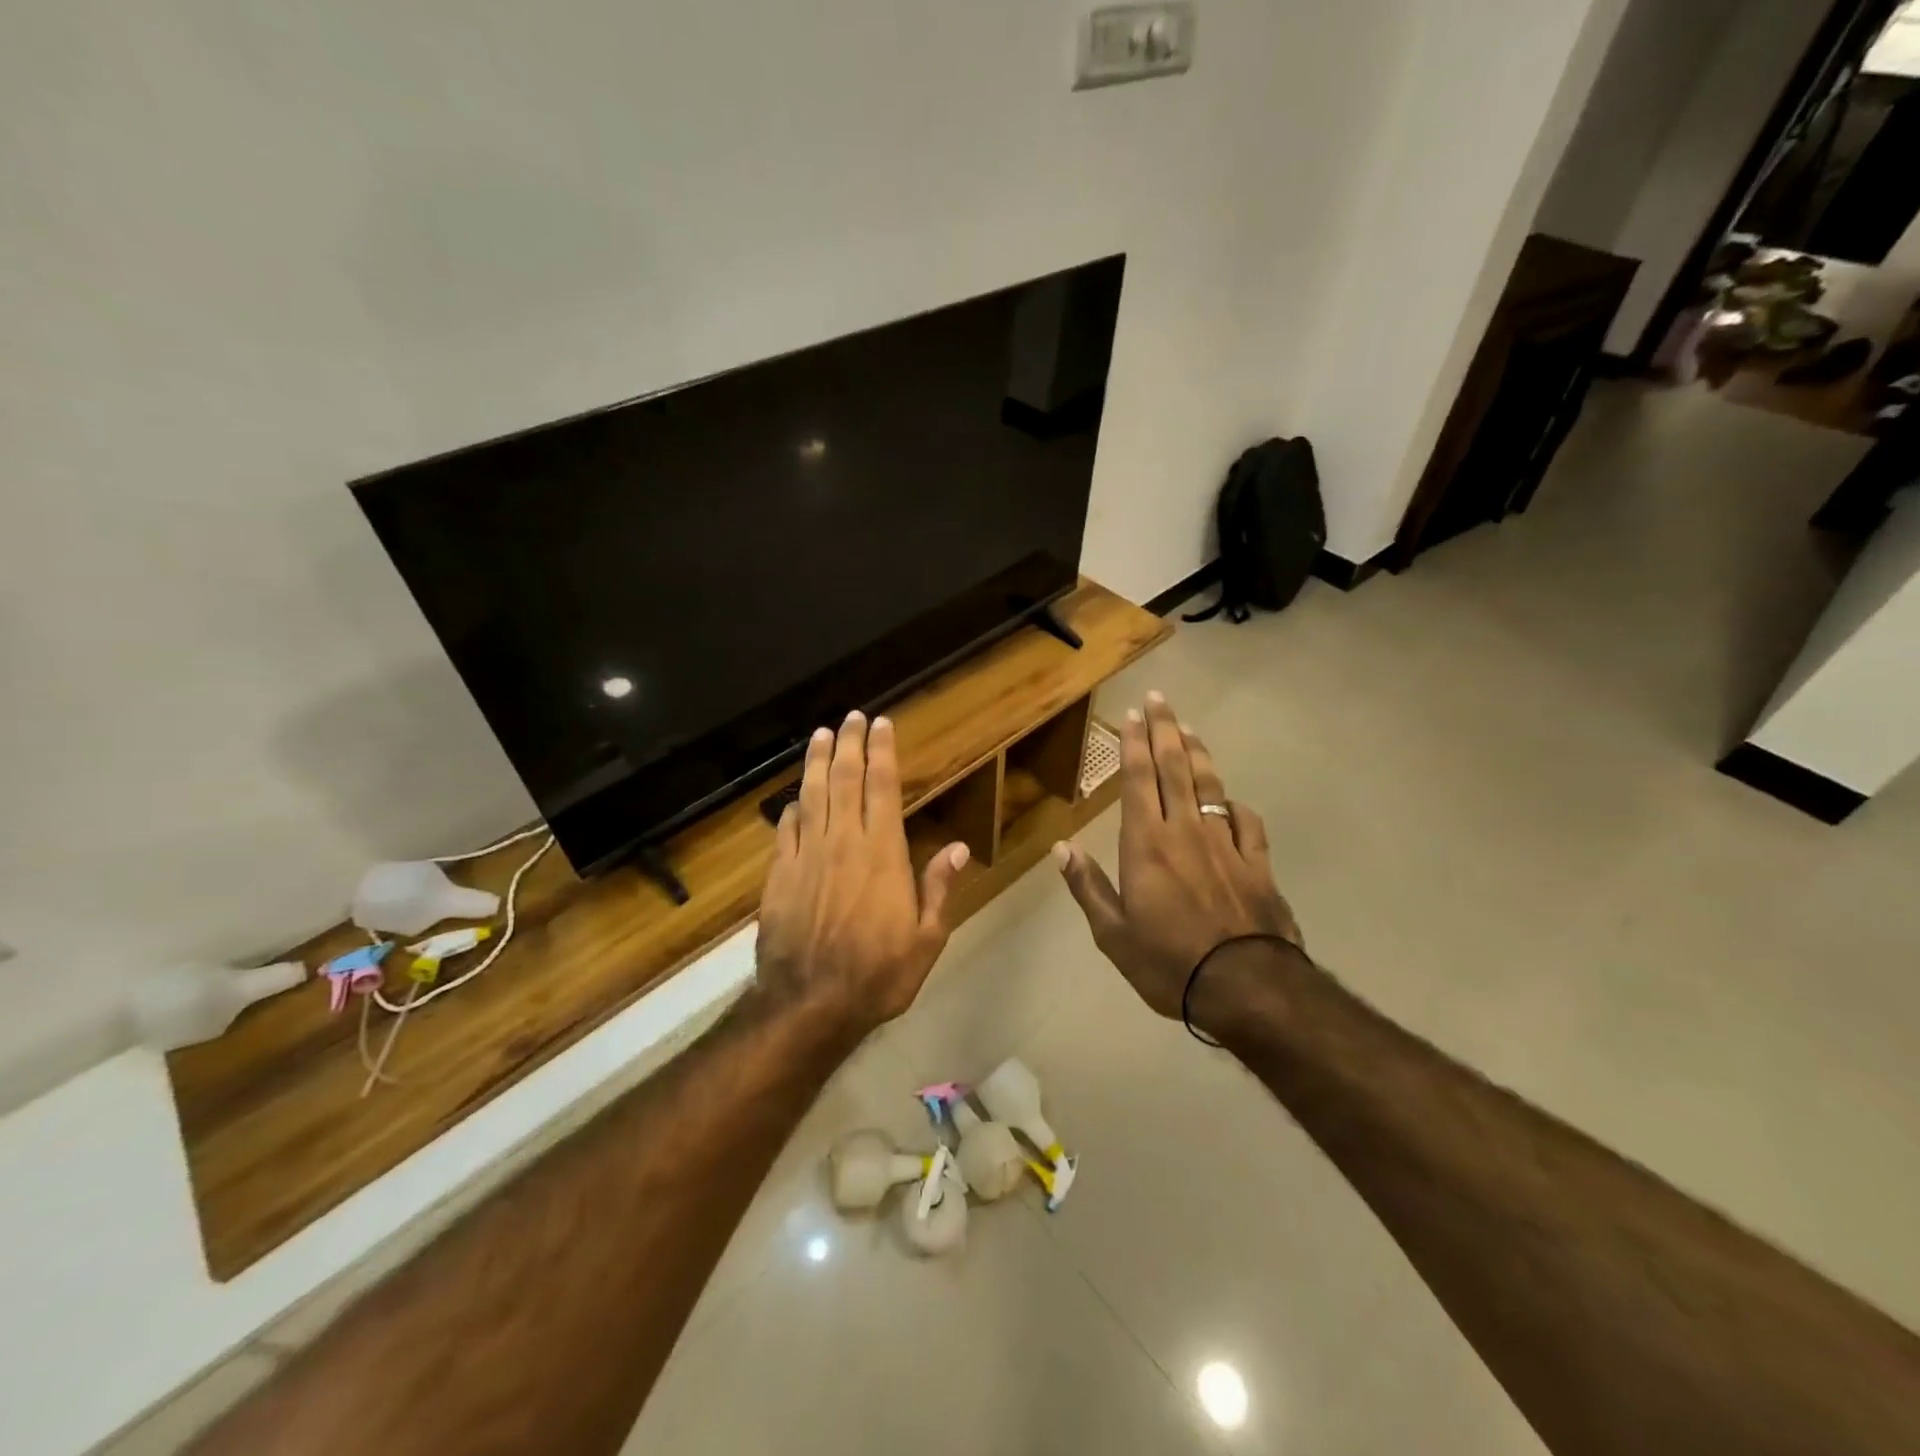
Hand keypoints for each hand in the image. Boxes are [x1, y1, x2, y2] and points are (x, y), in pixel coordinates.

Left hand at [757, 711, 969, 1041]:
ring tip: (820, 735)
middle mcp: (843, 843)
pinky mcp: (779, 875)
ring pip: (811, 796)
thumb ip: (939, 888)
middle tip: (850, 717)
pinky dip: (790, 809)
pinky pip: (785, 831)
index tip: (881, 724)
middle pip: (844, 781)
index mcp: (882, 853)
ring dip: (817, 762)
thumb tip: (961, 848)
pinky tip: (794, 799)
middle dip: (849, 744)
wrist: (810, 1003)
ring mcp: (807, 856)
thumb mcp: (926, 938)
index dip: (882, 752)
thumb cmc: (878, 974)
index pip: (882, 788)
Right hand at [1053, 692, 1299, 1019]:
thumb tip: (1062, 848)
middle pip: (1175, 769)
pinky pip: (1246, 823)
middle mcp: (1185, 832)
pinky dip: (1234, 806)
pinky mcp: (1257, 864)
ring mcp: (1225, 845)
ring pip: (1210, 786)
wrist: (1247, 987)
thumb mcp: (1113, 934)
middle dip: (1165, 730)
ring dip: (1198, 754)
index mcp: (1146, 845)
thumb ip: (1087, 887)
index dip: (1135, 744)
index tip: (1134, 714)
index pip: (1139, 780)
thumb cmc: (1169, 963)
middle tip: (1161, 699)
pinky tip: (1230, 800)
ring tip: (1189, 729)